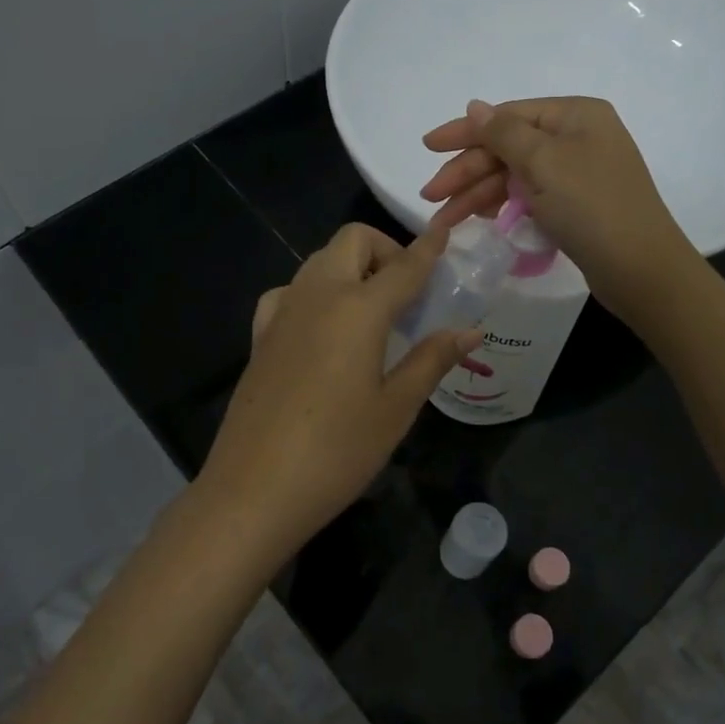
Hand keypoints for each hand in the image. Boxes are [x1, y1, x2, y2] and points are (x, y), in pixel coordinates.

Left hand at [197, 223, 481, 553]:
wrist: (254, 490)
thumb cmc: (337, 452)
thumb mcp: (396, 409)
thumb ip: (432, 360)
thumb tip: (470, 331)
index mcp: (357, 309)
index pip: (403, 265)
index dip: (428, 248)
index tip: (445, 233)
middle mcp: (317, 296)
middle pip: (352, 242)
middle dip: (385, 251)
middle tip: (407, 294)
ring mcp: (281, 312)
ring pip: (319, 261)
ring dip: (351, 268)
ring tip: (371, 314)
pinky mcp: (259, 335)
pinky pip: (290, 292)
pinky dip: (316, 293)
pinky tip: (324, 331)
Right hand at [420, 97, 697, 320]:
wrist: (641, 270)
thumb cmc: (592, 207)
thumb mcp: (544, 163)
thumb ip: (503, 133)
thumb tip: (475, 106)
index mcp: (574, 116)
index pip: (507, 116)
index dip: (464, 132)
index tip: (427, 147)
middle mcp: (577, 137)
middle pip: (508, 148)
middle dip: (467, 172)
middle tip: (430, 197)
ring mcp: (577, 173)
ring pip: (514, 176)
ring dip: (478, 194)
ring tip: (444, 220)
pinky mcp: (575, 205)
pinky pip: (528, 196)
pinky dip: (502, 205)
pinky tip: (480, 218)